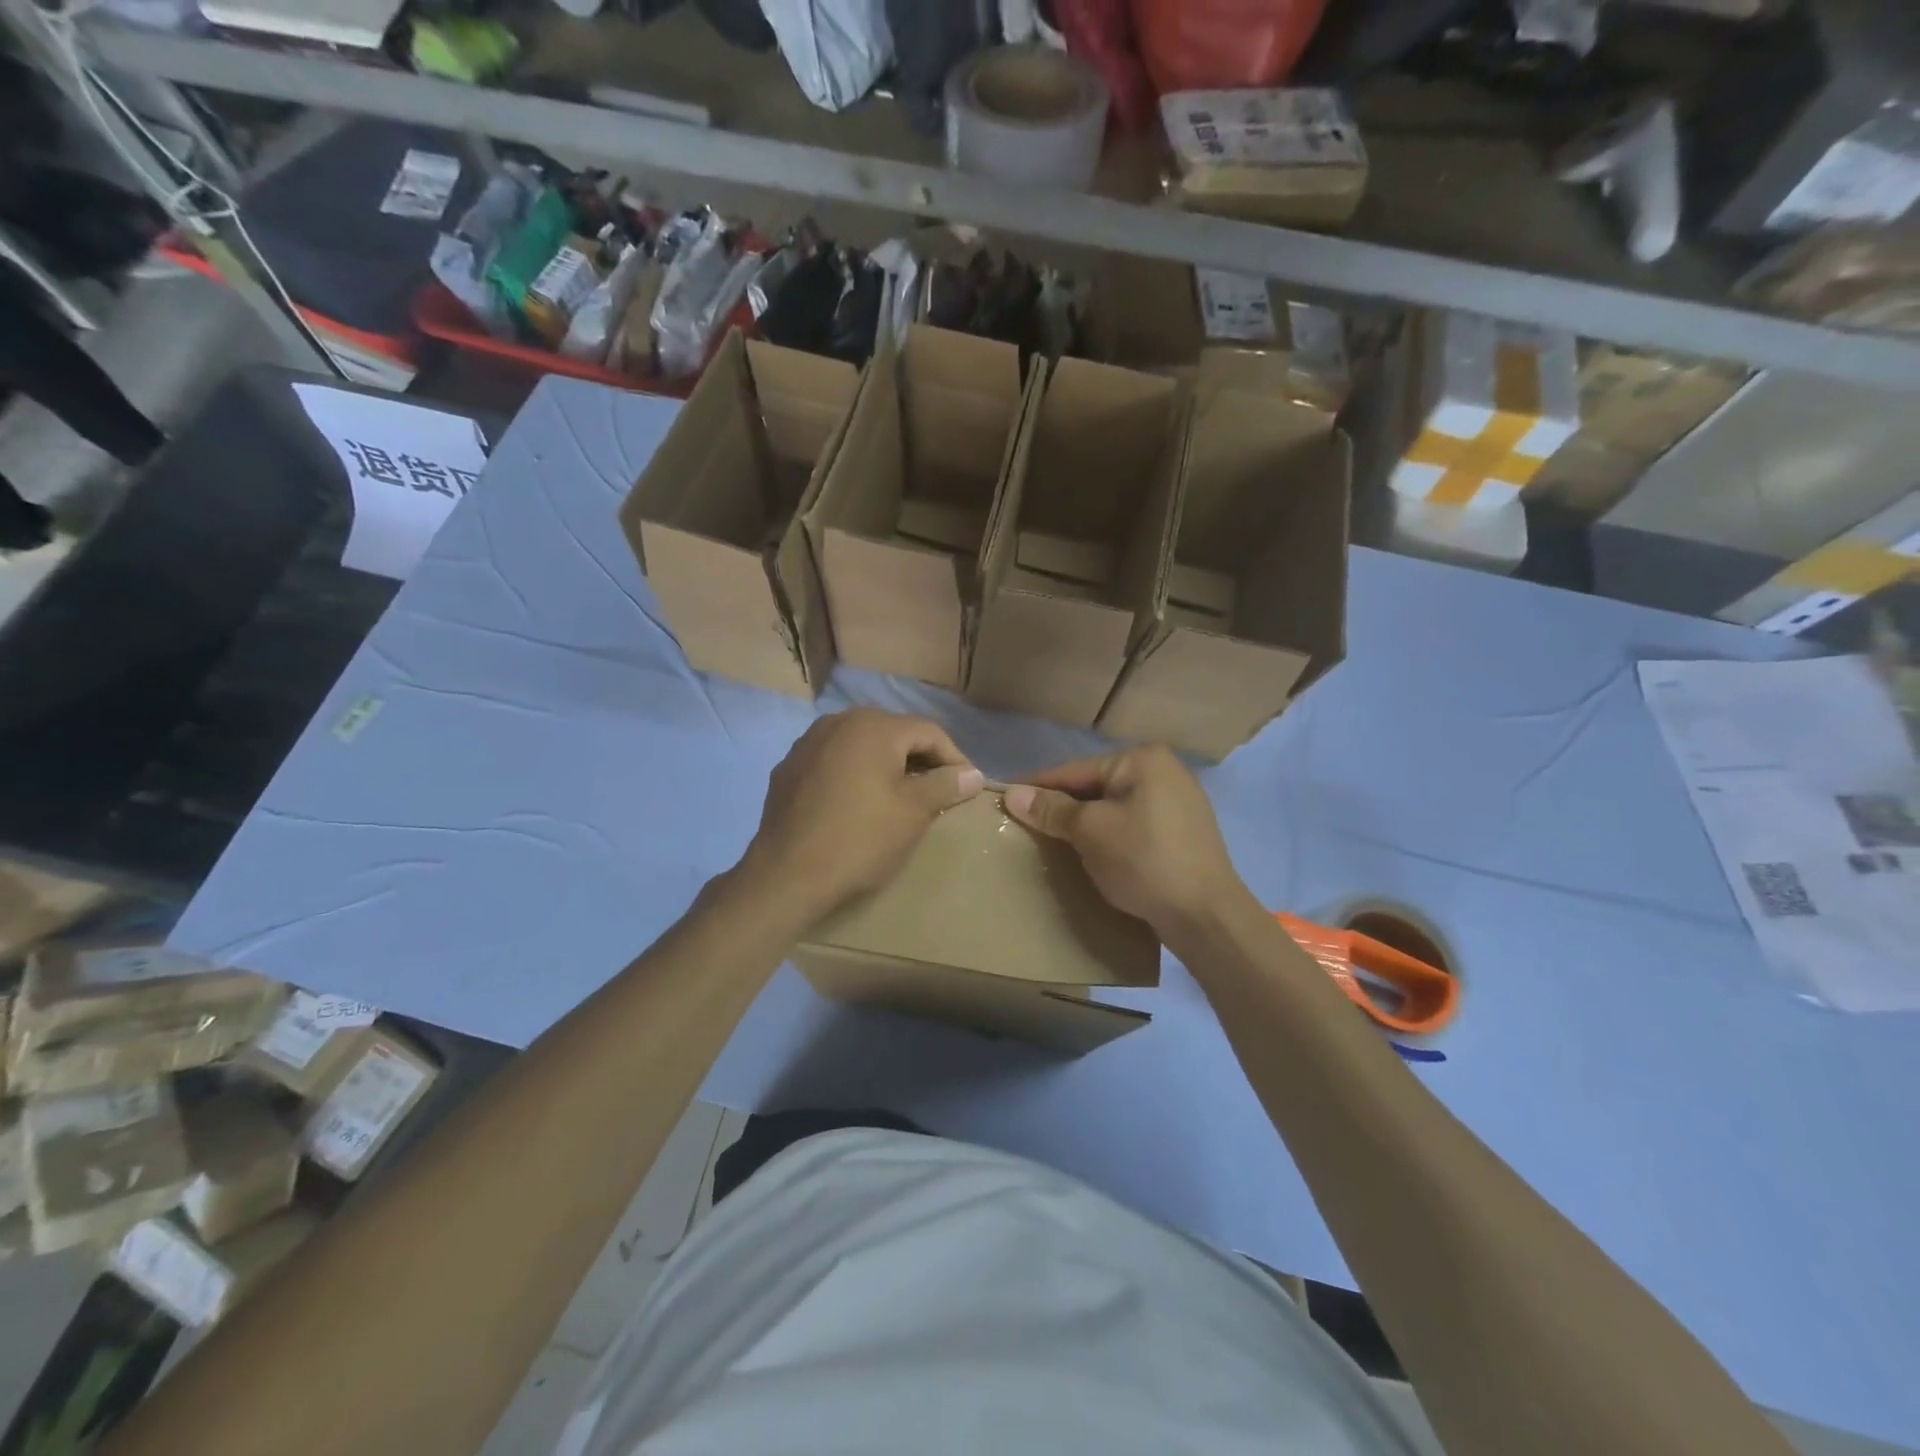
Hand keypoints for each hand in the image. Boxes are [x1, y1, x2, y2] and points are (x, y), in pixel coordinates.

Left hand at [739, 708, 982, 919]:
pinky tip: (859, 802)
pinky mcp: (790, 767)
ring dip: (888, 765)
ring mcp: (809, 742)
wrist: (786, 875)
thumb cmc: (859, 840)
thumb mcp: (913, 813)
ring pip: (862, 745)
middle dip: (921, 759)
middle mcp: (839, 722)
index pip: (929, 732)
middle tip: (939, 790)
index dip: (955, 758)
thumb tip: (973, 774)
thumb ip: (945, 785)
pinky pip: (835, 760)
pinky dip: (856, 773)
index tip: (968, 787)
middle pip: (894, 733)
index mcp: (874, 727)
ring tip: (902, 795)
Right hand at [1004, 746, 1245, 943]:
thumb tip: (1012, 794)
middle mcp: (1164, 771)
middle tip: (1027, 824)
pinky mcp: (1184, 832)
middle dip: (1062, 805)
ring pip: (1114, 806)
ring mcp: (1179, 802)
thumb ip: (1052, 810)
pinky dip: (1110, 834)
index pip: (1075, 769)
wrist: (1205, 915)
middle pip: (1096, 786)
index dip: (1038, 785)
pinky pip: (1133, 824)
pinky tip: (1093, 852)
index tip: (1005, 798)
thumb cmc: (1143, 860)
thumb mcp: (1090, 832)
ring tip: (1054, 840)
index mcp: (1142, 760)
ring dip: (1085, 822)